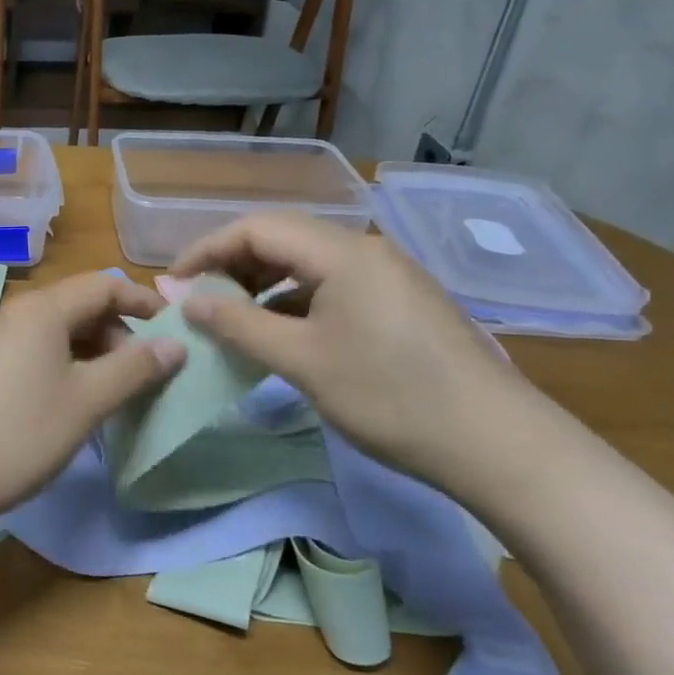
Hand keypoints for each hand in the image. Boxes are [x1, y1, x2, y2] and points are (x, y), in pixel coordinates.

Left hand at [0, 272, 184, 525]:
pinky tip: (75, 403)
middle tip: (146, 376)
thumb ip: (133, 368)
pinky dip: (66, 366)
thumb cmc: (20, 433)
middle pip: (81, 306)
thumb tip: (175, 344)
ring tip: (116, 393)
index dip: (144, 302)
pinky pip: (37, 351)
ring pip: (58, 331)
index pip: (105, 285)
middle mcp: (17, 313)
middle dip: (120, 333)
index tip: (176, 331)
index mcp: (43, 309)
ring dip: (94, 353)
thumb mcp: (87, 401)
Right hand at [172, 213, 541, 488]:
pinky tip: (282, 332)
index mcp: (342, 253)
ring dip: (262, 283)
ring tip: (233, 317)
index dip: (207, 249)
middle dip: (232, 264)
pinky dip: (295, 300)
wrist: (500, 446)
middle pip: (282, 238)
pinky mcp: (400, 302)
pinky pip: (332, 285)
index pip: (257, 228)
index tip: (173, 283)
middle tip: (200, 300)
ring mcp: (388, 275)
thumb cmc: (391, 396)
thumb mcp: (302, 361)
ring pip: (307, 262)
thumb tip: (186, 300)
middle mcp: (365, 250)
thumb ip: (237, 324)